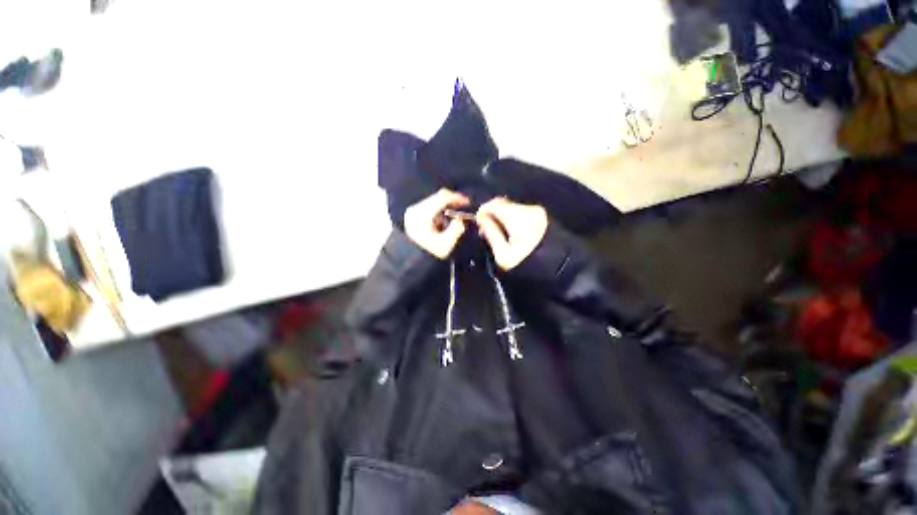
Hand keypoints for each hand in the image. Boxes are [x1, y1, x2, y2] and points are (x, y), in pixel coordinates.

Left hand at [404, 189, 469, 258]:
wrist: (410, 261)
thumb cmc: (428, 253)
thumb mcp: (445, 245)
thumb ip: (456, 229)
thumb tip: (461, 220)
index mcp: (424, 214)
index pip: (442, 197)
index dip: (457, 198)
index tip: (468, 202)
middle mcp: (416, 209)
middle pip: (437, 197)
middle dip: (452, 201)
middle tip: (464, 206)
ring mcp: (413, 211)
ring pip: (433, 201)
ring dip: (445, 206)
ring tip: (455, 215)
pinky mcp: (412, 216)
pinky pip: (429, 207)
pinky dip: (438, 210)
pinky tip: (444, 220)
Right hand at [476, 198, 547, 270]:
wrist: (559, 267)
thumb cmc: (528, 264)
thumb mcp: (504, 254)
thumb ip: (491, 233)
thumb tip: (481, 218)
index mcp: (518, 218)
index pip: (495, 204)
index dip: (483, 210)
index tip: (478, 221)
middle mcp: (529, 209)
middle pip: (503, 203)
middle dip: (492, 213)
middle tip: (486, 228)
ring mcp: (538, 211)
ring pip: (512, 207)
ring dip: (502, 215)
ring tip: (498, 230)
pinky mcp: (542, 215)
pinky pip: (521, 211)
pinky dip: (512, 217)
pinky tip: (511, 230)